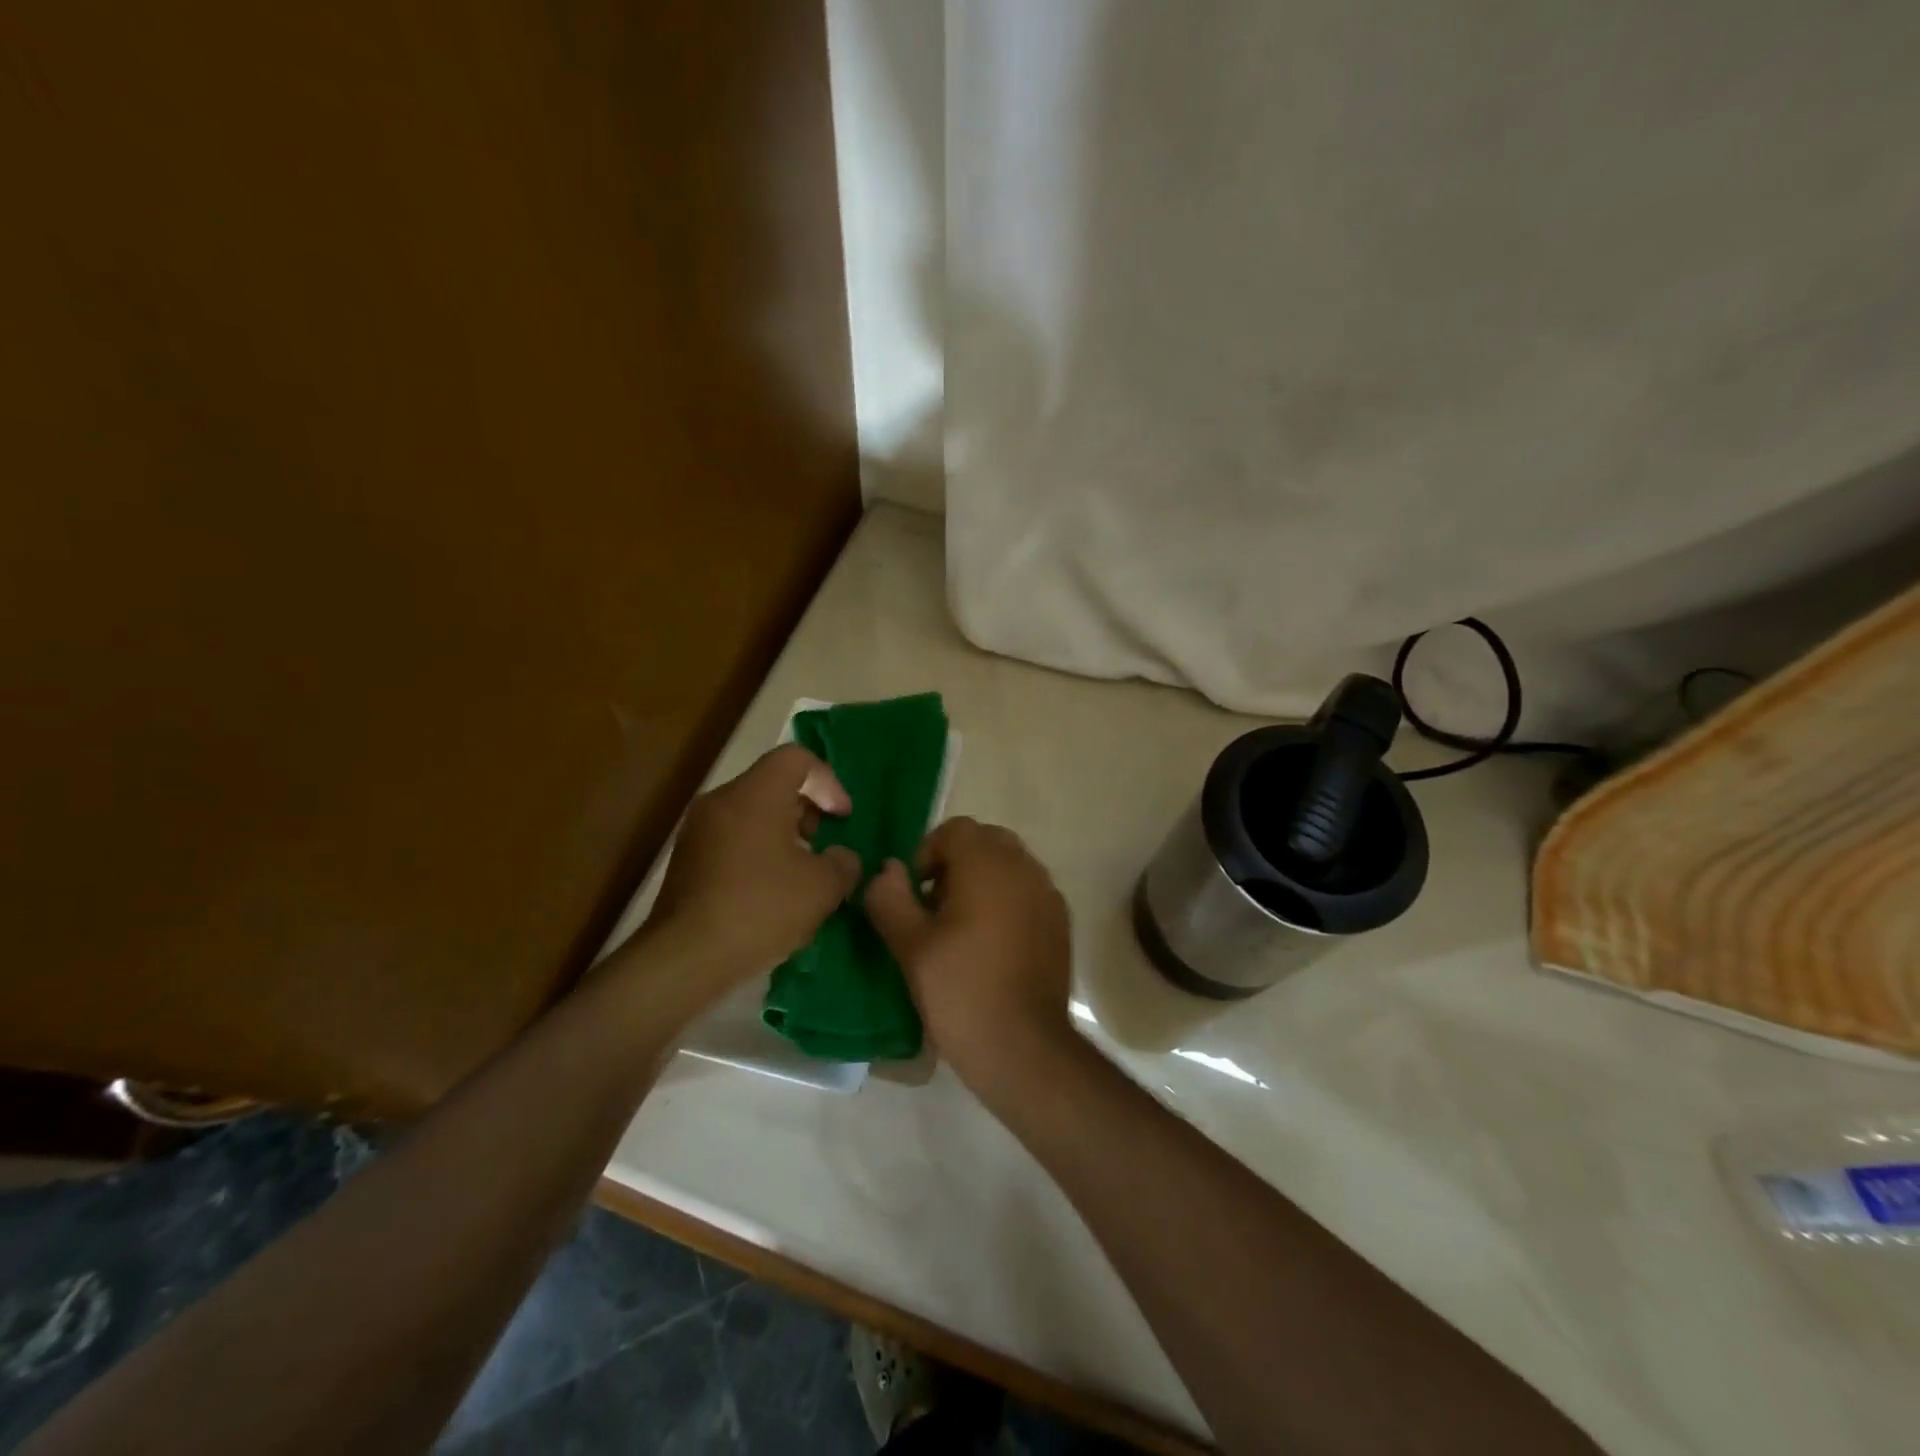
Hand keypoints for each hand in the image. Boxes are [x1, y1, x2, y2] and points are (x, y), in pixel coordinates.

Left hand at [645, 745, 861, 987]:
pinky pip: (733, 837)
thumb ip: (843, 863)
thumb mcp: (822, 887)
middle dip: (807, 809)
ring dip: (784, 832)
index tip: (842, 818)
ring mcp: (699, 830)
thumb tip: (843, 858)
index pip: (797, 758)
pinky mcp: (688, 859)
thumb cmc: (761, 908)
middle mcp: (722, 800)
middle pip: (773, 784)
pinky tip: (772, 891)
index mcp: (755, 793)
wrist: (686, 957)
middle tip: (825, 843)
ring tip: (803, 871)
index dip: (828, 782)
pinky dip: (759, 850)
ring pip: (752, 812)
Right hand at [863, 817, 1074, 1096]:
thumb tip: (888, 869)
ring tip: (962, 928)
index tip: (916, 893)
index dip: (928, 853)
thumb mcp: (909, 945)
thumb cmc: (959, 989)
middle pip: (986, 842)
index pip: (956, 829)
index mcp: (987, 863)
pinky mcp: (1061, 922)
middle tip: (935, 907)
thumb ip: (890, 897)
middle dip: (957, 863)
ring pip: (1010, 866)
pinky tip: (993, 945)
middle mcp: (1024, 867)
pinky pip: (1029, 892)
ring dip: (984, 881)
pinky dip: (1008, 901)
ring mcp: (1048, 894)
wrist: (1022, 1046)